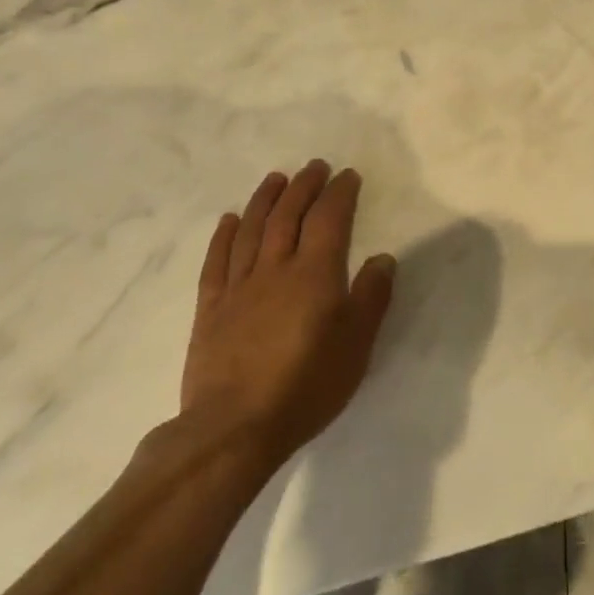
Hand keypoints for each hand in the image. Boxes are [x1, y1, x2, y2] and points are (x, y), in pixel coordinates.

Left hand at [177, 160, 396, 464]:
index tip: (348, 175)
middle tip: (315, 166)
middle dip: (304, 186)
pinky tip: (229, 220)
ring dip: (265, 199)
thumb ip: (371, 297)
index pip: (329, 219)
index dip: (339, 193)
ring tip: (276, 178)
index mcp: (315, 274)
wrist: (235, 428)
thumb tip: (383, 258)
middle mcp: (275, 269)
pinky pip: (216, 262)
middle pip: (288, 216)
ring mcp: (239, 287)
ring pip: (251, 230)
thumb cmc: (307, 385)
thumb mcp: (357, 345)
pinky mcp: (210, 309)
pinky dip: (223, 236)